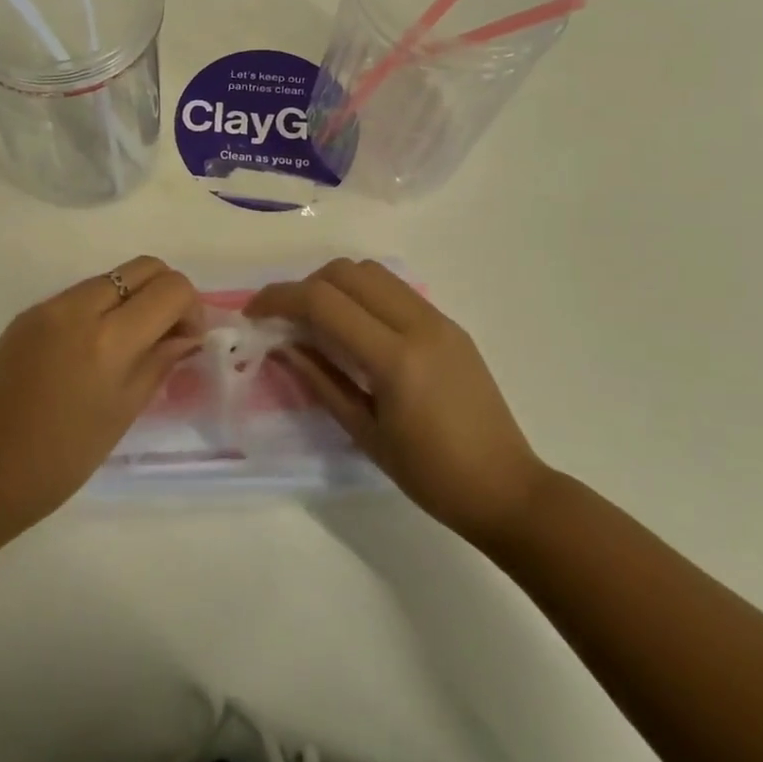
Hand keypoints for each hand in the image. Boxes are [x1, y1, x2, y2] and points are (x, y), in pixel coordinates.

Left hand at [0, 256, 202, 543]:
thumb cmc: (59, 460)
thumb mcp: (121, 413)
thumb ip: (159, 362)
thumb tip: (187, 335)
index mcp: (106, 339)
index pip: (170, 288)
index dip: (191, 308)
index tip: (187, 341)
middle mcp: (77, 308)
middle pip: (143, 267)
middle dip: (166, 293)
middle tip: (167, 335)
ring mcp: (48, 307)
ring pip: (111, 278)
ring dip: (133, 300)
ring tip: (131, 346)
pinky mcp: (27, 314)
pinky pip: (80, 295)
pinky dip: (102, 309)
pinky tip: (94, 352)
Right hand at [248, 258, 548, 547]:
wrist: (508, 489)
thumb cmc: (431, 476)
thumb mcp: (365, 433)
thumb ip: (320, 380)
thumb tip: (283, 344)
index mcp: (396, 358)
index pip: (324, 302)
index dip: (280, 298)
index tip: (254, 312)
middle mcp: (418, 324)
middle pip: (346, 272)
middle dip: (305, 286)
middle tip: (286, 318)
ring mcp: (438, 320)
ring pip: (372, 272)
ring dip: (335, 285)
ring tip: (319, 320)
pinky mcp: (449, 324)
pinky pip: (395, 289)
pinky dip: (363, 294)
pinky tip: (355, 328)